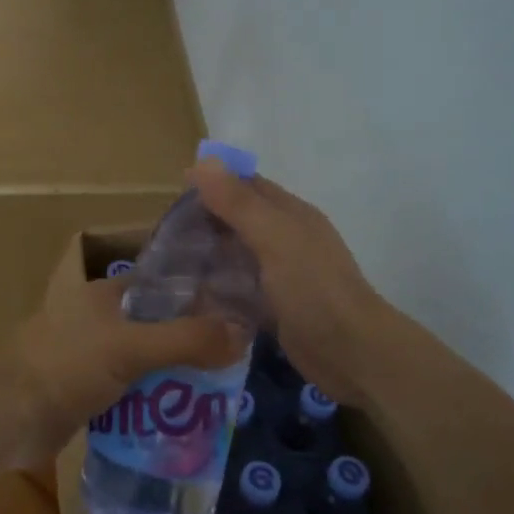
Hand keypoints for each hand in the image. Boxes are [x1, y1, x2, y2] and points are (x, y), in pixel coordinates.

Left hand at [6, 271, 244, 465]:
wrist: (6, 419)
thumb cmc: (65, 367)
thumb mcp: (130, 348)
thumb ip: (186, 340)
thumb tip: (243, 333)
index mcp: (104, 293)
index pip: (162, 283)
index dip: (197, 294)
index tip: (236, 311)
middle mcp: (98, 318)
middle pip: (156, 323)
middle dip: (190, 340)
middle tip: (234, 359)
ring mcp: (90, 355)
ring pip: (145, 358)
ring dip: (173, 373)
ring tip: (220, 390)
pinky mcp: (86, 390)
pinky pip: (131, 389)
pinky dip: (153, 399)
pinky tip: (182, 415)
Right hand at [188, 160, 395, 404]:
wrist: (350, 353)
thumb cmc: (312, 287)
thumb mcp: (273, 237)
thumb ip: (238, 202)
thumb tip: (202, 160)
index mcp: (290, 214)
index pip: (246, 186)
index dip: (212, 185)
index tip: (172, 195)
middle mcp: (286, 239)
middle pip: (239, 221)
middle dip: (204, 223)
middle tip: (163, 235)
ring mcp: (281, 275)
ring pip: (237, 257)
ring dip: (208, 258)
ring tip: (167, 266)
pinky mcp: (275, 308)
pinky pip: (239, 291)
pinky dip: (217, 290)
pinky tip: (190, 298)